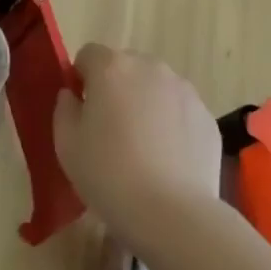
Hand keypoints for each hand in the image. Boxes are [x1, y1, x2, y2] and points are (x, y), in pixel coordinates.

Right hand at [53, 44, 221, 250]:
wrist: (173, 214)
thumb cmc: (109, 175)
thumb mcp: (66, 145)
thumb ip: (64, 109)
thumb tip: (72, 95)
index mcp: (111, 67)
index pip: (88, 55)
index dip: (82, 80)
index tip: (82, 112)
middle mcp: (149, 67)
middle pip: (125, 67)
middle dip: (116, 90)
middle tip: (111, 132)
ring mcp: (183, 90)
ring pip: (155, 88)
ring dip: (145, 105)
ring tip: (143, 150)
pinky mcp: (206, 116)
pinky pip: (180, 112)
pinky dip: (172, 126)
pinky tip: (168, 162)